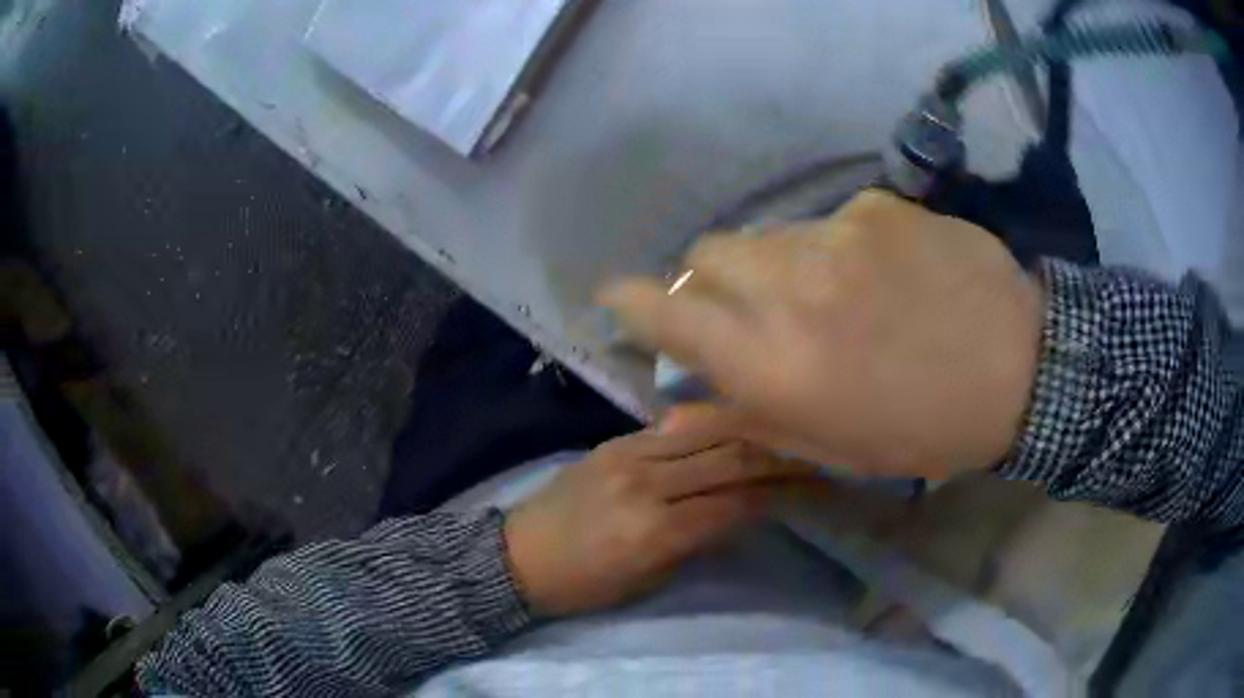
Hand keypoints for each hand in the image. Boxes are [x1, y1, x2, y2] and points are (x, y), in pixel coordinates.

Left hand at [504, 409, 814, 616]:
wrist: (517, 554)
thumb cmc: (583, 585)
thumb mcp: (647, 579)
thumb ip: (696, 541)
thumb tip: (742, 512)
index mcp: (654, 531)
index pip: (735, 503)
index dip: (781, 493)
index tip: (816, 483)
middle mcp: (646, 483)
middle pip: (729, 458)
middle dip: (779, 454)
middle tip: (815, 448)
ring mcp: (628, 454)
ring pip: (706, 432)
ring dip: (751, 430)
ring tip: (785, 428)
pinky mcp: (614, 441)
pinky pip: (675, 428)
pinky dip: (711, 425)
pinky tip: (735, 422)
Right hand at [601, 191, 1043, 478]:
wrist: (1020, 368)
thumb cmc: (924, 429)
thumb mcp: (830, 447)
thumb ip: (745, 419)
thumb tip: (673, 414)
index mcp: (773, 363)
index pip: (666, 315)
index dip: (631, 304)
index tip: (616, 298)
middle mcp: (789, 287)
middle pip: (707, 253)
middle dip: (708, 279)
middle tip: (745, 307)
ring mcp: (836, 234)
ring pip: (767, 233)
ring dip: (773, 264)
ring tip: (826, 296)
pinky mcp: (877, 207)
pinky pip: (829, 222)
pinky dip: (833, 249)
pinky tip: (878, 275)